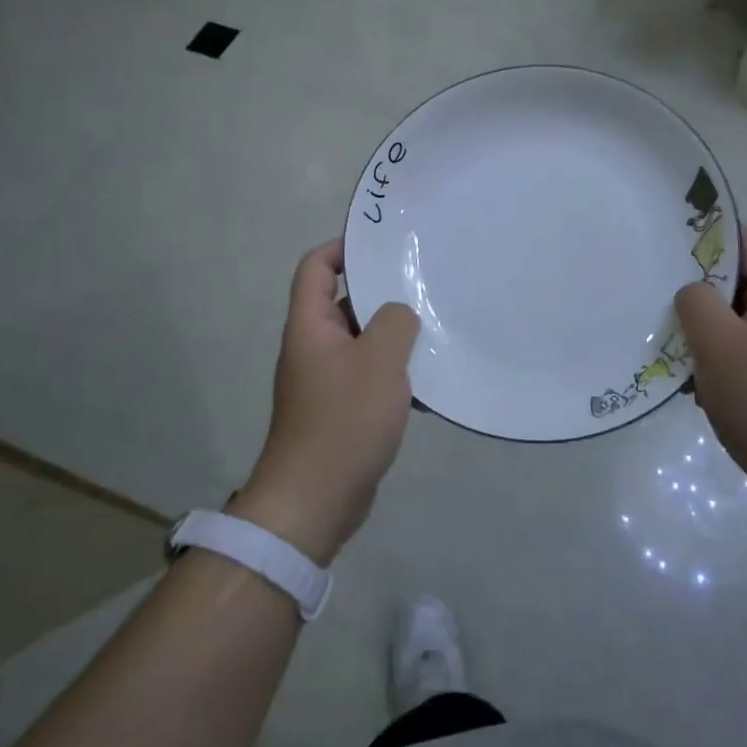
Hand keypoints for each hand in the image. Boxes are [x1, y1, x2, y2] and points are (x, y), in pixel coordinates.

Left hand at [233, 241, 418, 564]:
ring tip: (435, 328)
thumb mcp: (380, 361)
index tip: (383, 245)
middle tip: (423, 283)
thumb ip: (396, 322)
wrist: (315, 501)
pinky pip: (369, 376)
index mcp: (311, 326)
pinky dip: (395, 373)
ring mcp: (326, 380)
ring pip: (362, 341)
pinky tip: (430, 381)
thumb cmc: (344, 420)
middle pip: (344, 302)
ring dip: (394, 336)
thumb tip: (400, 313)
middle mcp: (313, 347)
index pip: (316, 267)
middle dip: (382, 292)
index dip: (343, 248)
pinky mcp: (341, 410)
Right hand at [674, 226, 746, 514]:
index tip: (665, 246)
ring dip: (700, 330)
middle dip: (695, 289)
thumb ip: (697, 303)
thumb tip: (690, 294)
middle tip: (654, 294)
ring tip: (665, 340)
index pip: (745, 241)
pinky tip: (688, 381)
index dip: (706, 236)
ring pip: (732, 320)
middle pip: (735, 281)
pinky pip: (738, 354)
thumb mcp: (720, 345)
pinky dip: (712, 360)